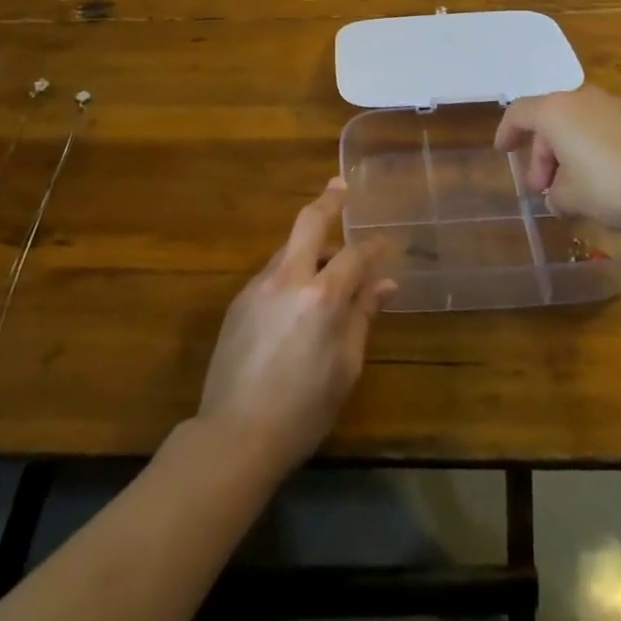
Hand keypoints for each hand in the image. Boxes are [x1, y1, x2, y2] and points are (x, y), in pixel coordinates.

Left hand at [196, 181, 392, 478]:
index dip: (373, 246)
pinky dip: (290, 272)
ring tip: (326, 259)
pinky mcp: (239, 301)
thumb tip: (383, 285)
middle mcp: (288, 279)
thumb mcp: (345, 367)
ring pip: (288, 248)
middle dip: (328, 201)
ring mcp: (258, 287)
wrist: (234, 434)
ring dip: (308, 244)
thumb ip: (362, 318)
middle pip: (308, 222)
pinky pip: (272, 273)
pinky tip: (297, 297)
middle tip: (340, 186)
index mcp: (321, 297)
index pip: (355, 255)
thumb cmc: (303, 410)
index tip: (385, 243)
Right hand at [496, 86, 620, 230]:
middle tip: (541, 189)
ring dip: (566, 155)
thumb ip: (555, 195)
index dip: (506, 132)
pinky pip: (599, 132)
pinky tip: (597, 182)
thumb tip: (557, 197)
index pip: (519, 113)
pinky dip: (590, 152)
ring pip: (575, 127)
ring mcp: (611, 107)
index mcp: (555, 111)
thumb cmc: (609, 184)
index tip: (503, 151)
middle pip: (549, 122)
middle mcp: (580, 100)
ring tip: (569, 190)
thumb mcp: (571, 197)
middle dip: (541, 156)